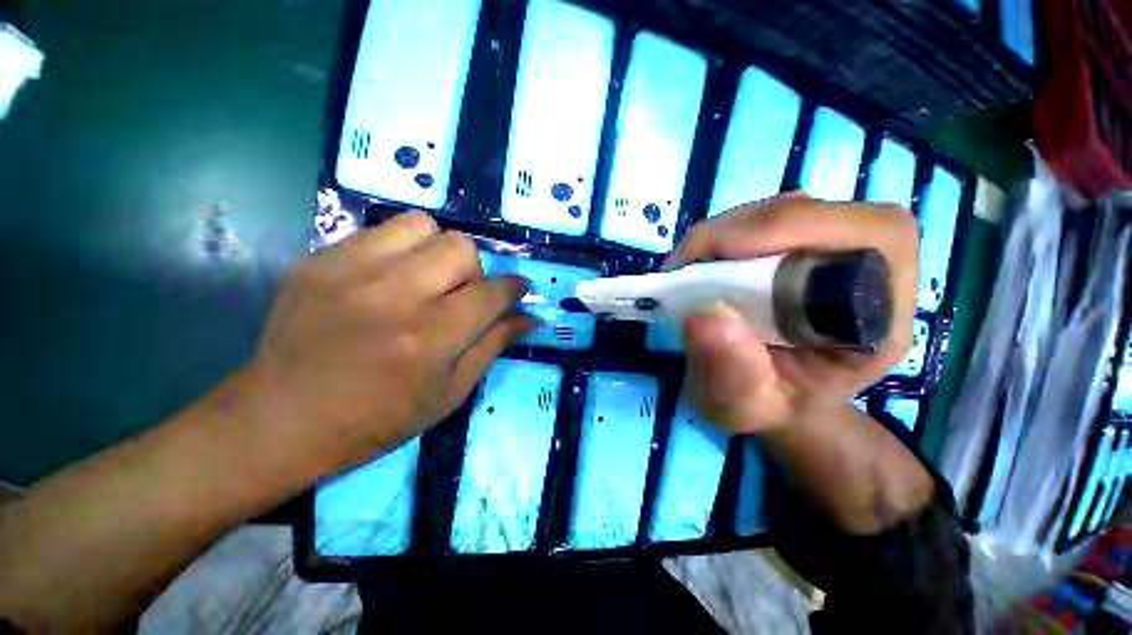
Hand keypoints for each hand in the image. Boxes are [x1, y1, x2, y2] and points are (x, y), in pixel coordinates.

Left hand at [245, 212, 532, 479]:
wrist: (280, 419)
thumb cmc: (377, 420)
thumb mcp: (450, 393)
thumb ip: (494, 345)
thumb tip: (530, 317)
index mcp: (429, 338)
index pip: (491, 294)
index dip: (514, 288)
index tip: (519, 289)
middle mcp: (395, 296)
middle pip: (461, 248)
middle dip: (475, 271)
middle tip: (460, 296)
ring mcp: (351, 271)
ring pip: (423, 226)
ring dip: (438, 251)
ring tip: (426, 280)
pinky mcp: (320, 260)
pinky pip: (381, 230)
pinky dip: (401, 249)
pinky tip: (390, 278)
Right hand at [667, 194, 918, 433]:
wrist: (770, 394)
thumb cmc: (768, 404)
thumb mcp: (744, 406)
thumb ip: (732, 375)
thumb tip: (705, 316)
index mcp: (879, 313)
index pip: (868, 235)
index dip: (792, 232)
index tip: (716, 265)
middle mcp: (864, 267)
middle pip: (810, 213)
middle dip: (737, 234)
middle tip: (686, 267)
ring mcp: (827, 248)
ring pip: (776, 211)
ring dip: (721, 235)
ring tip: (687, 272)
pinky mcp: (793, 243)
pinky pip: (754, 221)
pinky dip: (717, 239)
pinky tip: (698, 268)